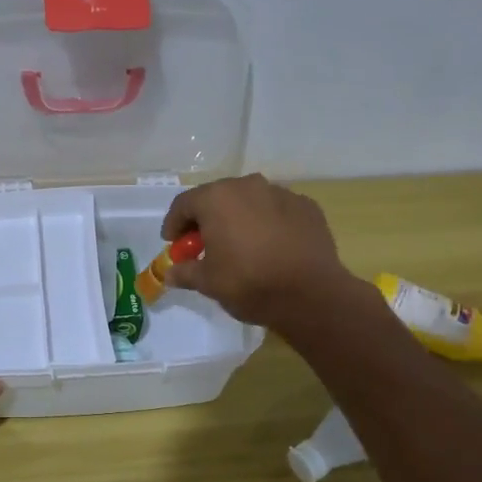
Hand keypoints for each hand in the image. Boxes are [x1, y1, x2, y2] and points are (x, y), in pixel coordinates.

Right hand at [161, 174, 355, 329]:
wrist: (311, 295)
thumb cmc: (249, 283)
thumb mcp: (208, 282)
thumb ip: (185, 272)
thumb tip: (170, 273)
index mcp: (217, 198)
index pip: (184, 204)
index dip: (174, 224)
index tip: (172, 243)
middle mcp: (248, 186)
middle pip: (217, 197)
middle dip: (206, 219)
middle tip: (203, 244)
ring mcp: (281, 193)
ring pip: (249, 201)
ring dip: (238, 218)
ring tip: (239, 244)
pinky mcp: (307, 206)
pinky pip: (277, 210)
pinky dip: (268, 223)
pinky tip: (270, 246)